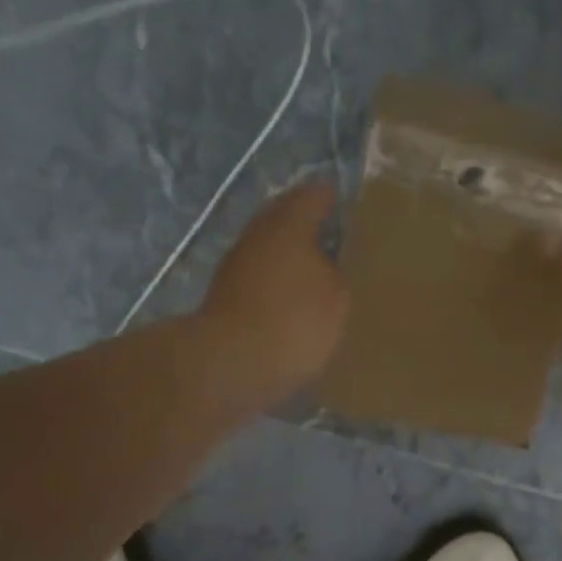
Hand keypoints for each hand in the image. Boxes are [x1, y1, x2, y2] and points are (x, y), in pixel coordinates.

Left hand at [197, 182, 348, 407]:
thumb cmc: (293, 321)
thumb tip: (323, 268)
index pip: (310, 198)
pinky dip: (274, 281)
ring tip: (312, 267)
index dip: (325, 197)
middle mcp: (257, 237)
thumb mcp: (336, 298)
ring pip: (266, 248)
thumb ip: (334, 274)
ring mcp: (235, 267)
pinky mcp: (225, 298)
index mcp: (287, 226)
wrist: (230, 363)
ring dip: (285, 254)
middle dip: (300, 221)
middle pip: (280, 218)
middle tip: (326, 230)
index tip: (336, 197)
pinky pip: (257, 278)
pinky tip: (289, 298)